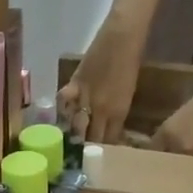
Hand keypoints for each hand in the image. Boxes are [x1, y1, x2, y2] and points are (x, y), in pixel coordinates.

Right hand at [58, 14, 146, 144]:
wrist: (123, 36)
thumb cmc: (131, 61)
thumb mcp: (129, 93)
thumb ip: (118, 112)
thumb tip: (110, 127)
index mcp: (118, 112)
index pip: (109, 141)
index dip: (105, 150)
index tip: (101, 156)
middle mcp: (101, 110)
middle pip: (91, 138)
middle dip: (88, 148)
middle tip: (83, 153)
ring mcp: (86, 97)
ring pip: (76, 125)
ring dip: (73, 134)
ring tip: (69, 140)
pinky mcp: (74, 84)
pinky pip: (64, 102)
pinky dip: (62, 108)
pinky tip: (60, 112)